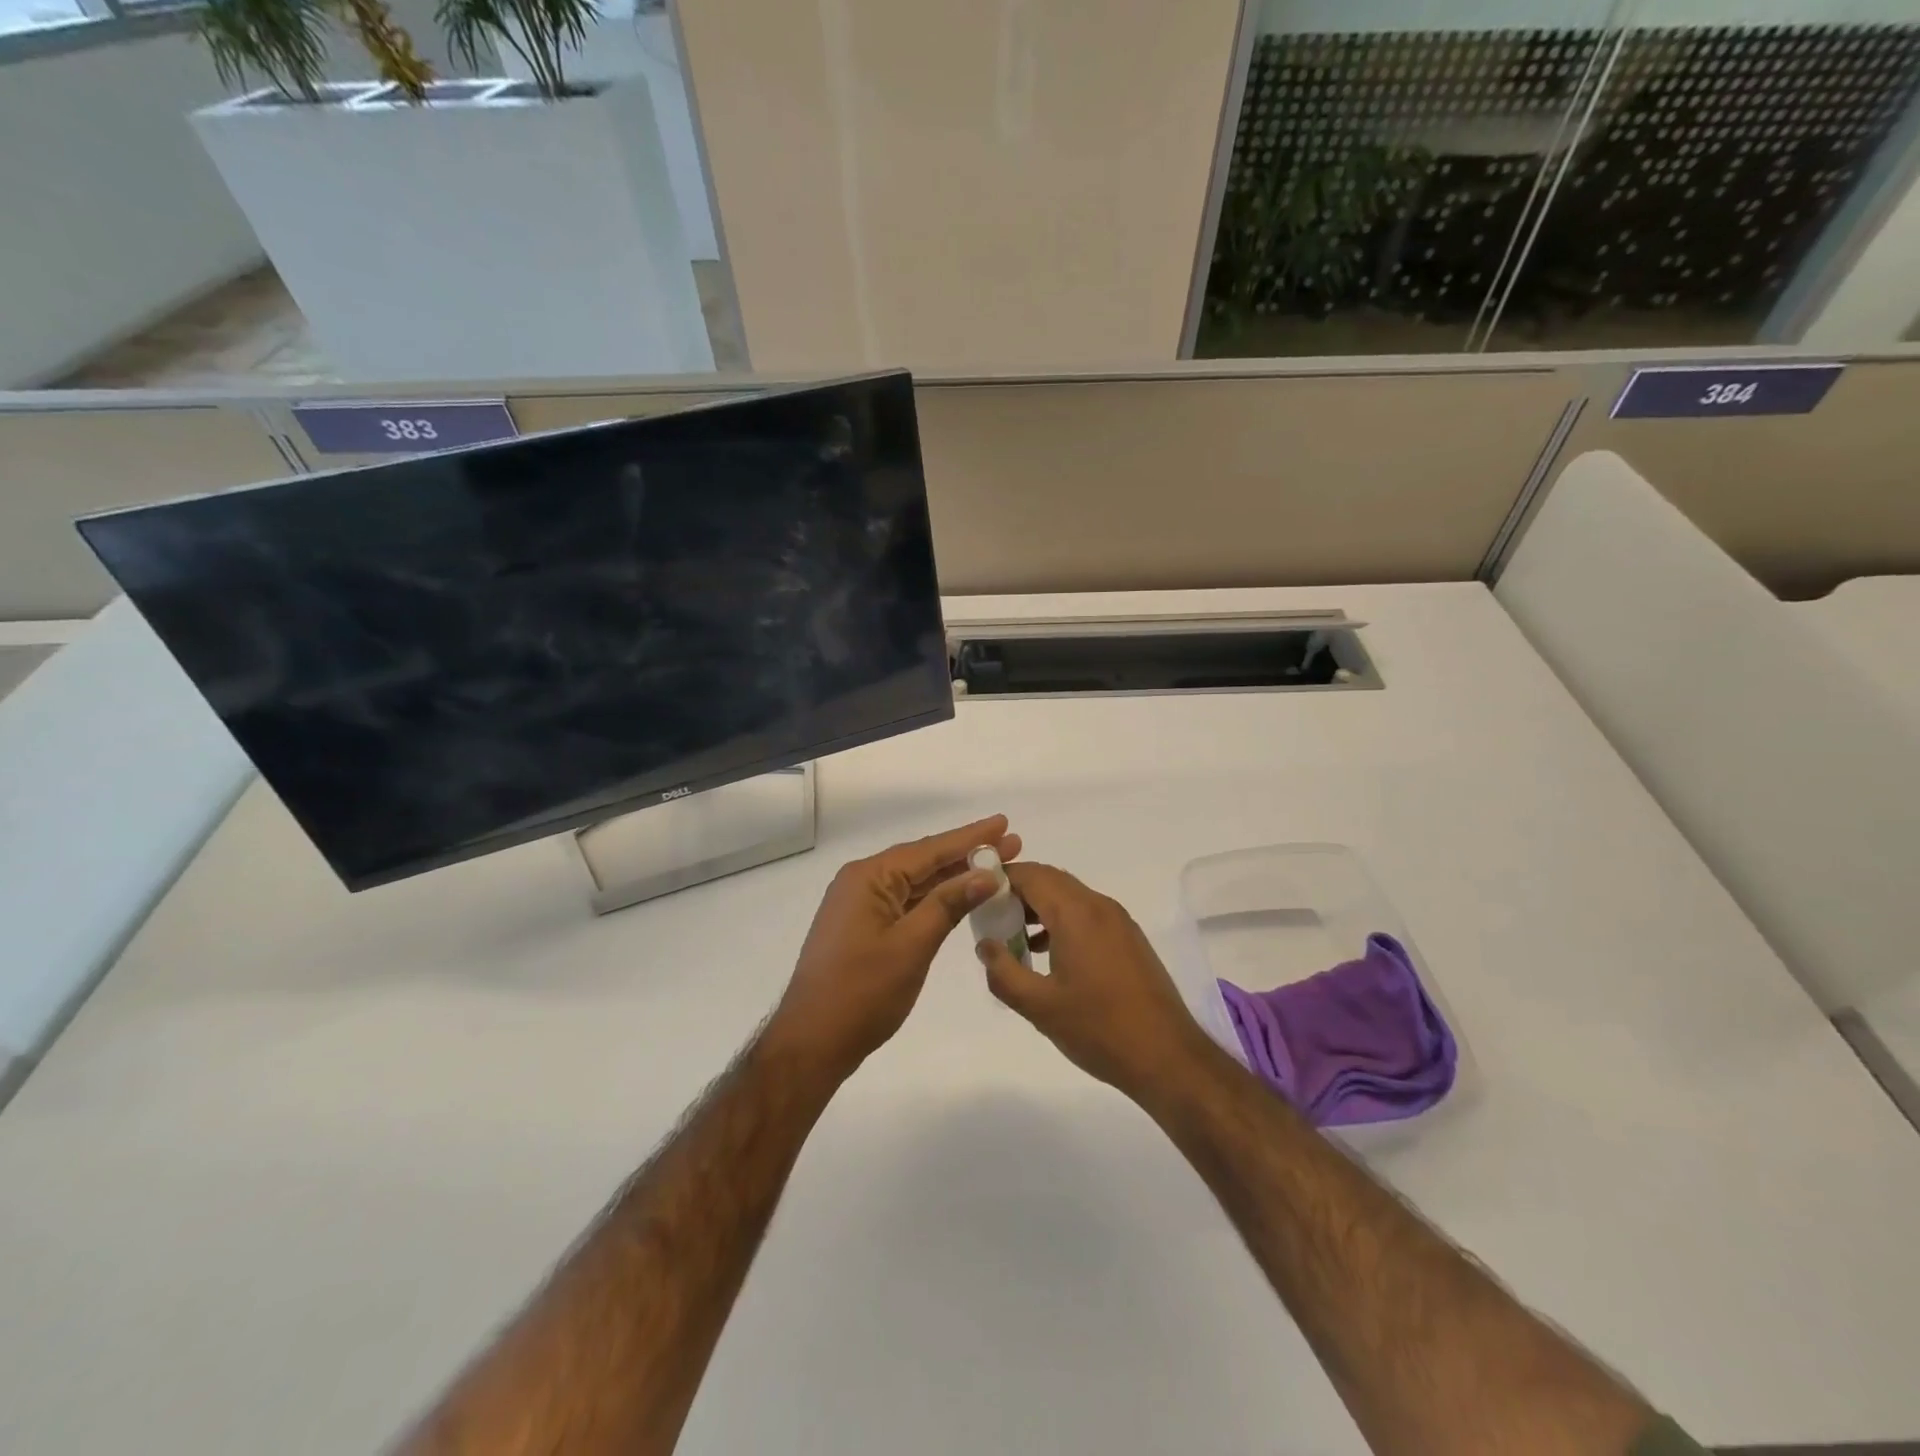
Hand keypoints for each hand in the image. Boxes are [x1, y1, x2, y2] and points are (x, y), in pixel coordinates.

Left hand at [772, 815, 1020, 1079]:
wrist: (812, 1042)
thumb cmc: (862, 992)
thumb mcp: (912, 945)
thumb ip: (949, 904)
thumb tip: (987, 874)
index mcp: (869, 877)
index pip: (929, 850)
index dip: (971, 838)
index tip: (1004, 823)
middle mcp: (862, 881)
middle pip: (923, 861)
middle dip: (967, 854)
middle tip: (1011, 845)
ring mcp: (860, 905)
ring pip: (916, 883)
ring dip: (953, 877)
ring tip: (995, 867)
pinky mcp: (863, 927)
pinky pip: (906, 902)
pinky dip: (935, 899)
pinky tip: (960, 897)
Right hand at [976, 862, 1213, 1099]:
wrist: (1167, 1056)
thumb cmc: (1099, 1029)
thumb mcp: (1039, 1006)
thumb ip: (1004, 972)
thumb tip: (985, 946)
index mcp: (1076, 913)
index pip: (1030, 874)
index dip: (1000, 878)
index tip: (975, 896)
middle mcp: (1099, 906)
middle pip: (1050, 880)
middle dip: (1017, 892)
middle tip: (990, 918)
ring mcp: (1118, 921)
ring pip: (1069, 896)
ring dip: (1039, 907)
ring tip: (1013, 938)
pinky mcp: (1128, 938)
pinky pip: (1087, 913)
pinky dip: (1061, 920)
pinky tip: (1047, 953)